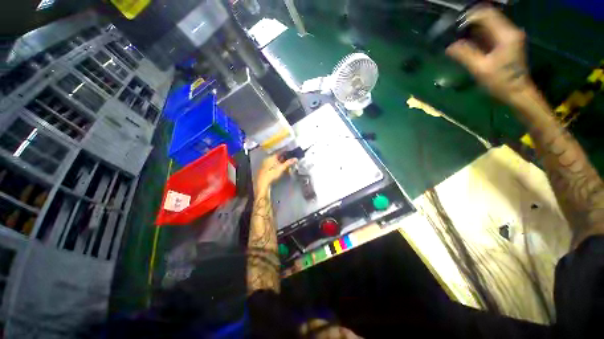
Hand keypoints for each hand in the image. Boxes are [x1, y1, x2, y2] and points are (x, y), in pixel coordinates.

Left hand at [255, 154, 296, 191]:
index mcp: (272, 156)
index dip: (285, 151)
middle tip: (289, 157)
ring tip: (286, 162)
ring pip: (274, 160)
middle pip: (277, 156)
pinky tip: (280, 166)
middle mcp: (268, 158)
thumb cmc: (273, 173)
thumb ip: (288, 162)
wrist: (263, 181)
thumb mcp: (282, 168)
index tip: (290, 151)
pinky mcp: (265, 168)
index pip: (280, 152)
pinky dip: (277, 164)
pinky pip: (272, 163)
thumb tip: (296, 158)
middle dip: (283, 157)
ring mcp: (266, 163)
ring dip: (280, 161)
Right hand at [446, 5, 532, 106]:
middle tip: (453, 33)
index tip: (454, 26)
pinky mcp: (507, 43)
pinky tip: (468, 43)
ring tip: (458, 38)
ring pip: (489, 25)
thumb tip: (449, 46)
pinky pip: (491, 33)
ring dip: (473, 30)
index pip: (487, 14)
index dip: (470, 17)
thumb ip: (465, 55)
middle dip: (470, 23)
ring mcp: (509, 37)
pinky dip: (479, 36)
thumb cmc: (501, 82)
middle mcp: (510, 31)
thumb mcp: (480, 69)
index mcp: (506, 35)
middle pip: (488, 18)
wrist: (517, 92)